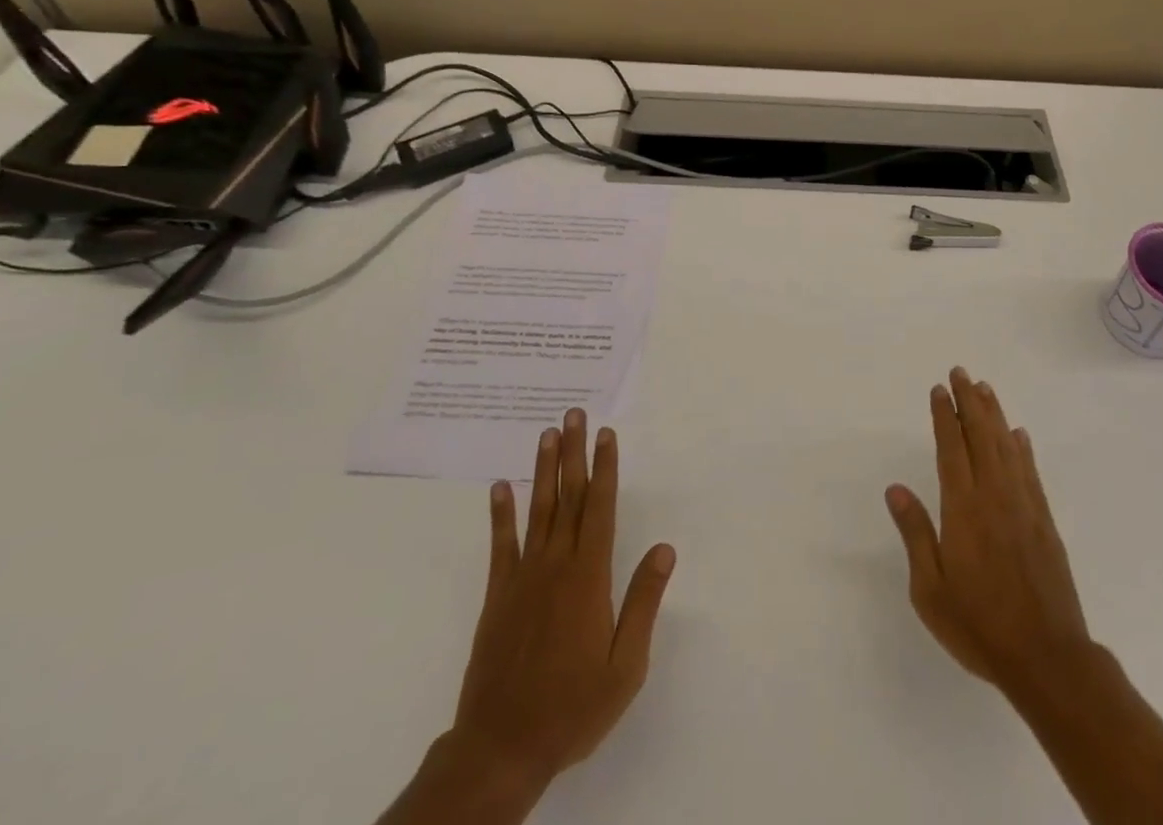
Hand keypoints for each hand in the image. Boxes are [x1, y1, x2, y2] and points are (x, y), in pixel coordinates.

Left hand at [381, 409, 675, 824]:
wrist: (501, 748)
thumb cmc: (572, 708)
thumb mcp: (625, 666)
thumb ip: (644, 603)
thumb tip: (665, 549)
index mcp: (589, 577)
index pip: (601, 508)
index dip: (605, 468)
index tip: (606, 435)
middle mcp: (556, 565)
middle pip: (568, 497)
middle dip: (574, 453)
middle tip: (574, 414)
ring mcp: (523, 578)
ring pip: (537, 510)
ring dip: (543, 470)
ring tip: (546, 434)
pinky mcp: (498, 596)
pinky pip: (500, 545)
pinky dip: (500, 514)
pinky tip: (499, 487)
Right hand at [885, 368, 1090, 696]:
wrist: (1047, 659)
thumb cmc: (979, 625)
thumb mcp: (930, 590)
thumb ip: (915, 534)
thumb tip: (895, 489)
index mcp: (963, 509)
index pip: (951, 448)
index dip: (945, 416)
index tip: (939, 390)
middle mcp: (995, 496)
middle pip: (981, 436)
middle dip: (970, 401)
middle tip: (961, 373)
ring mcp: (1024, 507)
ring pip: (1007, 447)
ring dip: (995, 415)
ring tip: (985, 389)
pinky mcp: (1045, 522)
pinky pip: (1031, 472)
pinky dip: (1023, 448)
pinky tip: (1019, 434)